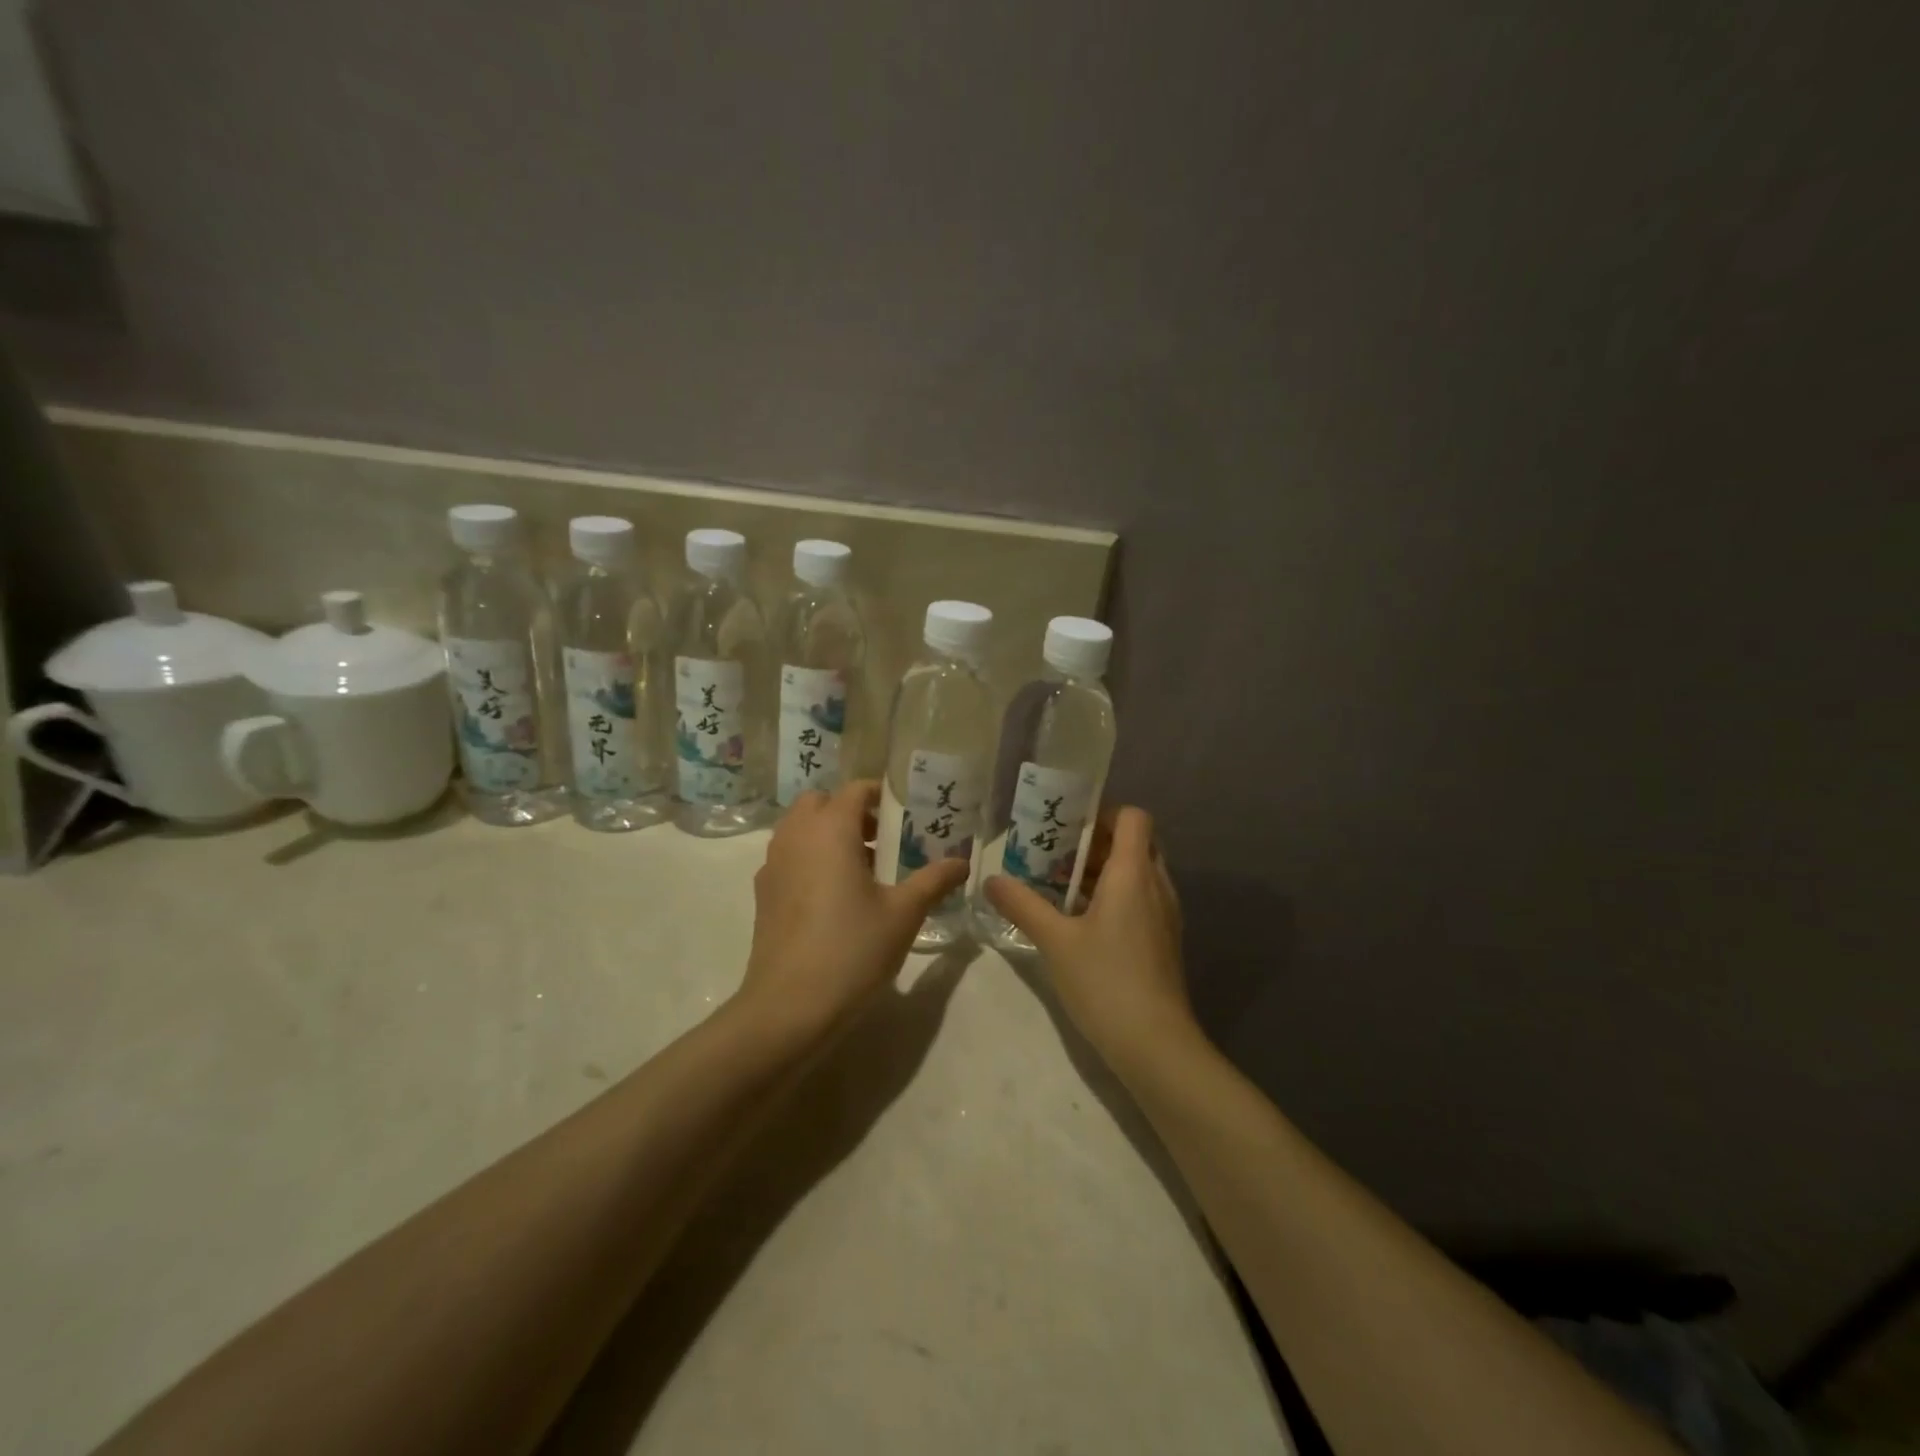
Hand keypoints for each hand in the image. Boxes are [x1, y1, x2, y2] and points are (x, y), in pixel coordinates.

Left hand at [739, 780, 969, 1039]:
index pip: (854, 789)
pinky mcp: (763, 893)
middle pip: (821, 802)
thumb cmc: (852, 949)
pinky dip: (810, 858)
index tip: (906, 812)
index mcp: (830, 830)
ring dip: (829, 834)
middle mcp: (796, 836)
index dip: (881, 794)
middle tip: (884, 839)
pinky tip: (834, 896)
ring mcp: (773, 864)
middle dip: (851, 811)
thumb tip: (963, 862)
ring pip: (800, 829)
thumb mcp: (904, 914)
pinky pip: (789, 856)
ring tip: (864, 869)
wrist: (789, 1007)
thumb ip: (934, 880)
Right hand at [984, 806, 1197, 1075]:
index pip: (1133, 817)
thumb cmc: (1105, 981)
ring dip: (1103, 871)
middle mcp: (1156, 886)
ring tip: (1059, 885)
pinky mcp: (1163, 941)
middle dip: (1096, 843)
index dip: (1103, 813)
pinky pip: (1140, 900)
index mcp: (1133, 873)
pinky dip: (1114, 897)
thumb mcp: (1055, 941)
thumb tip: (990, 880)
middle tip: (1057, 854)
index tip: (1067, 826)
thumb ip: (1022, 905)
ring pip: (1138, 873)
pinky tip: (1080, 921)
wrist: (1156, 1045)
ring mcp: (1164, 915)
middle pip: (1135, 843)